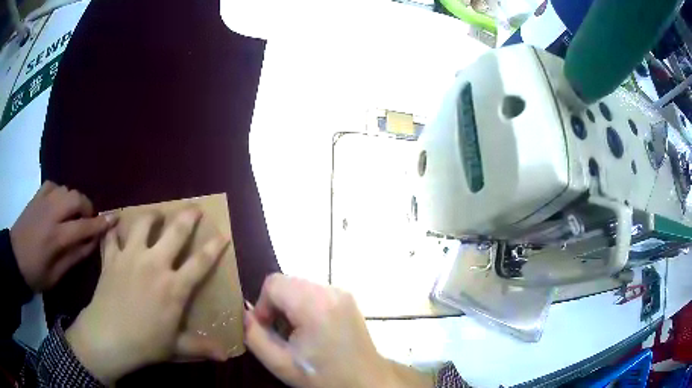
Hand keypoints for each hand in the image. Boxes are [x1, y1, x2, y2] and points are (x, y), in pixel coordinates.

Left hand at [10, 181, 114, 291]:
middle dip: (87, 208)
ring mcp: (43, 201)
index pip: (84, 226)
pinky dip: (60, 193)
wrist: (15, 258)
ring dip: (74, 201)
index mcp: (56, 237)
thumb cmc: (36, 274)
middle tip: (87, 221)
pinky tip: (58, 204)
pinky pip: (53, 185)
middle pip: (76, 199)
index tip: (115, 219)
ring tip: (72, 215)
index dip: (101, 223)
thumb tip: (93, 241)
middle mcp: (51, 213)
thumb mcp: (57, 275)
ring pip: (66, 190)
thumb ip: (75, 256)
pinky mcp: (36, 196)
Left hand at [65, 209, 230, 383]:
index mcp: (174, 287)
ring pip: (142, 224)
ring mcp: (131, 257)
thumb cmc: (146, 344)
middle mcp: (155, 264)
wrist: (109, 337)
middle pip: (175, 232)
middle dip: (188, 216)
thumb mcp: (177, 348)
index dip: (214, 248)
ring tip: (155, 215)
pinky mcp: (112, 257)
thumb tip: (226, 356)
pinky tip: (115, 226)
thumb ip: (201, 347)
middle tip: (194, 208)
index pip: (200, 262)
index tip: (223, 234)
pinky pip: (112, 235)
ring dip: (151, 216)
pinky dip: (113, 229)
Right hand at [244, 274, 432, 387]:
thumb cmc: (323, 376)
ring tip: (297, 333)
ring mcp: (342, 292)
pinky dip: (305, 306)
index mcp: (315, 305)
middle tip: (281, 334)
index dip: (263, 305)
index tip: (267, 329)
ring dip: (290, 306)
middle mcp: (331, 291)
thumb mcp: (280, 363)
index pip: (274, 283)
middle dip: (276, 305)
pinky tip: (312, 329)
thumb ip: (254, 336)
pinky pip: (314, 292)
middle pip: (287, 283)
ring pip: (299, 286)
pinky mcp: (347, 298)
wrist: (366, 381)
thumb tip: (244, 314)